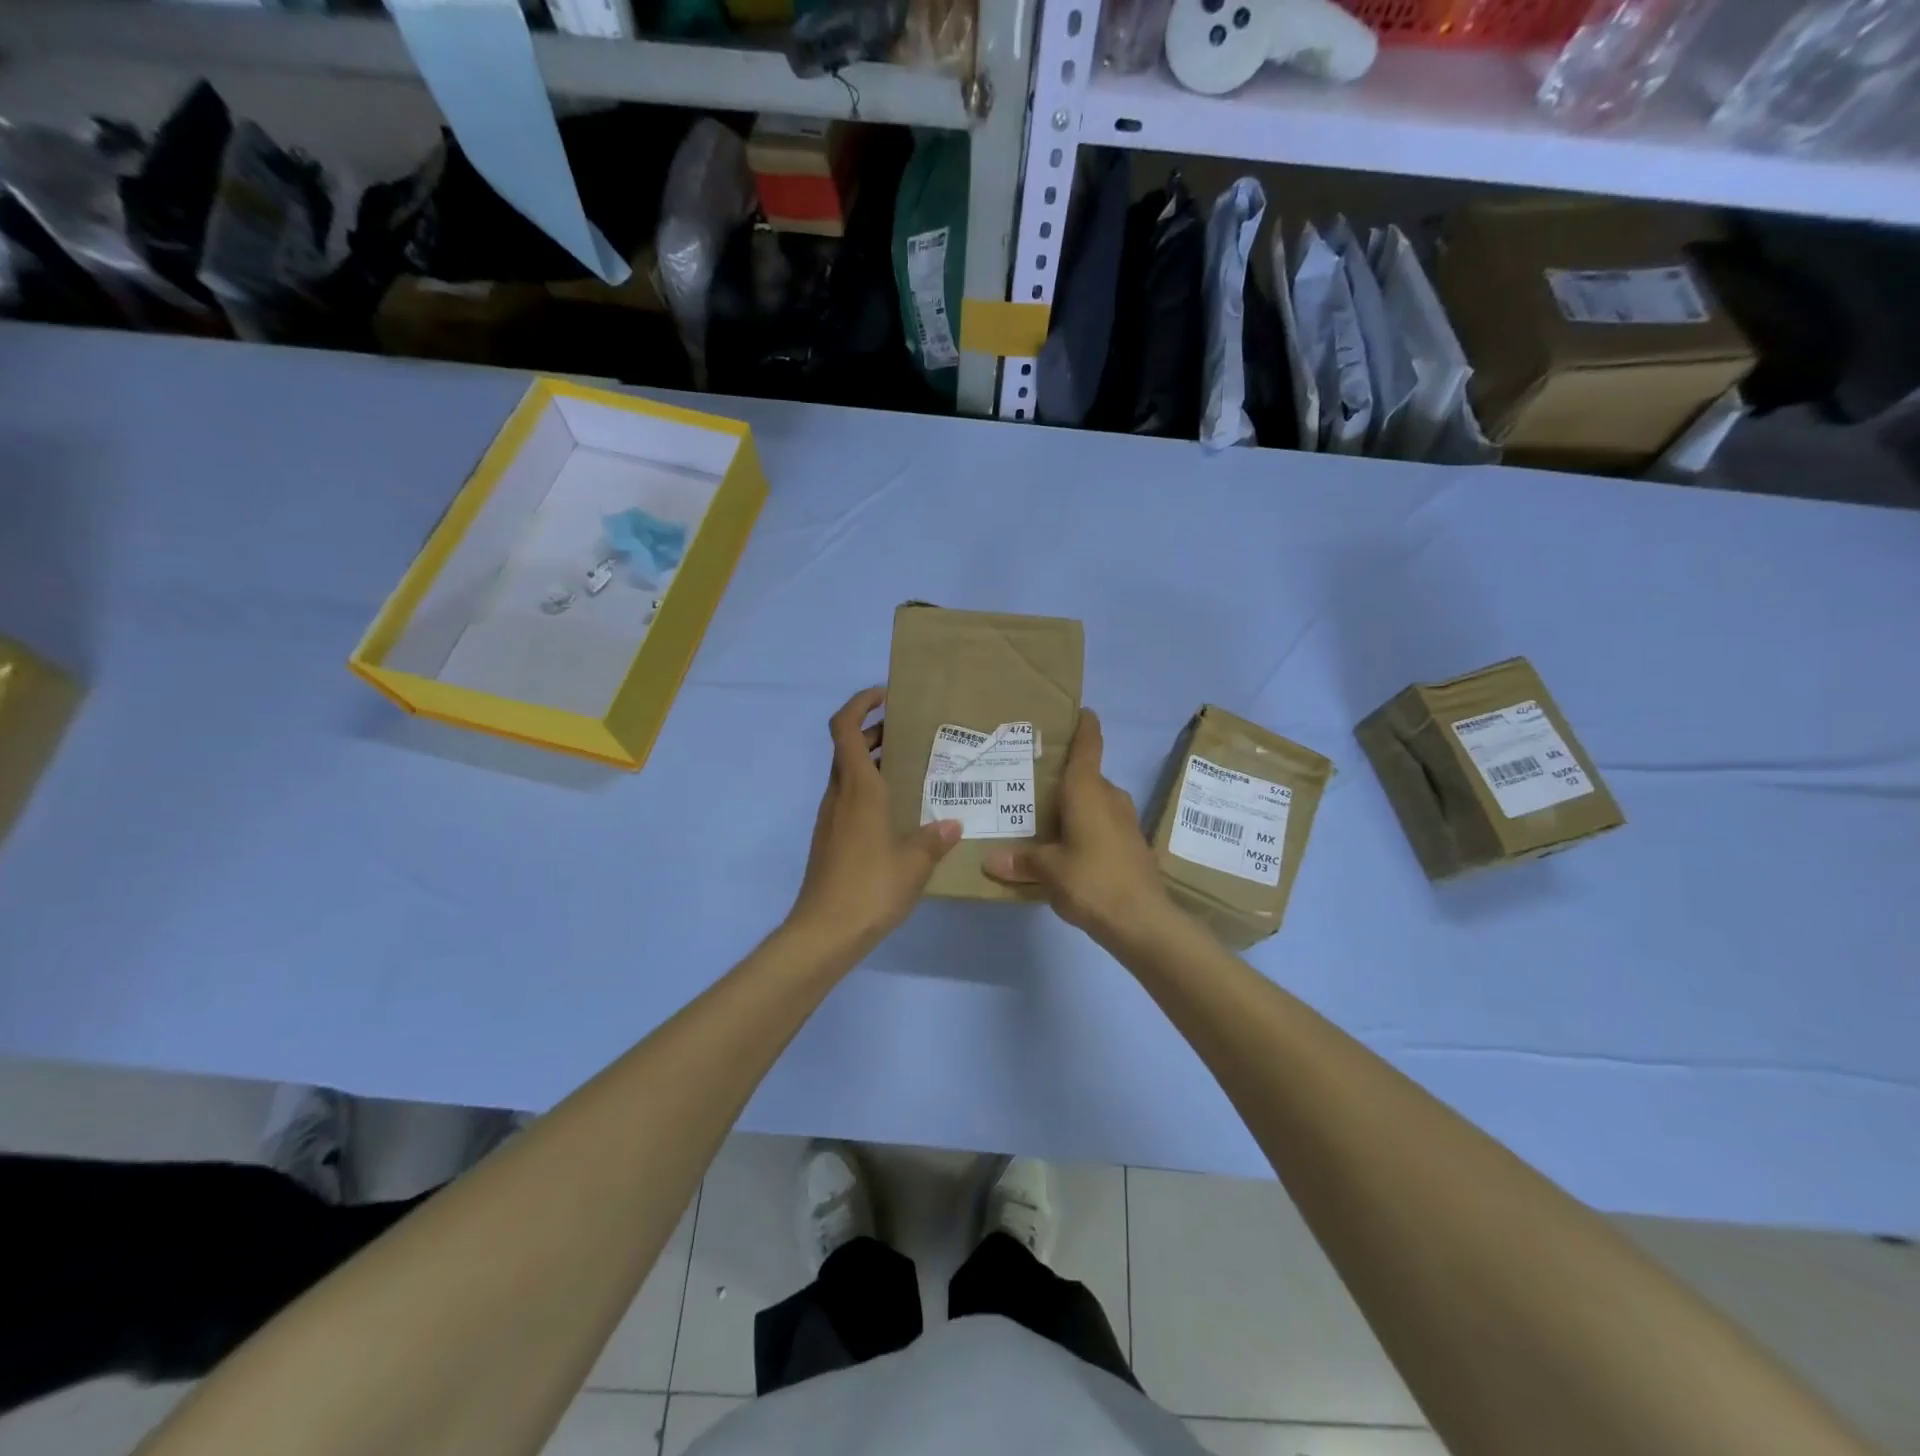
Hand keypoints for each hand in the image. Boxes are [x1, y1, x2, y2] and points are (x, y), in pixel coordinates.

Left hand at [786, 687, 961, 960]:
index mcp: (858, 789)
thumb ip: (934, 838)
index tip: (885, 696)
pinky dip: (869, 790)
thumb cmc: (870, 887)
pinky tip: (897, 811)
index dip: (860, 703)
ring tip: (910, 769)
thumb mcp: (914, 863)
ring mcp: (830, 818)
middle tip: (909, 733)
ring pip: (847, 774)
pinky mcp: (830, 839)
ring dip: (872, 761)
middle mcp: (839, 795)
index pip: (845, 728)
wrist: (824, 931)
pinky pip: (849, 799)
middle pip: (847, 748)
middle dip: (874, 732)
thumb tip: (953, 823)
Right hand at [982, 710, 1175, 948]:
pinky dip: (1086, 826)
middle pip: (1087, 776)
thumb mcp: (1049, 870)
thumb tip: (990, 860)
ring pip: (1096, 802)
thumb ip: (1022, 861)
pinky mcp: (1131, 844)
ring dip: (1075, 805)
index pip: (1088, 747)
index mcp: (1088, 791)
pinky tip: (1067, 846)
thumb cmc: (1092, 880)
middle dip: (1064, 777)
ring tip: (1044, 815)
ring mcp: (1125, 821)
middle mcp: (1109, 797)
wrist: (1143, 921)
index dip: (1085, 727)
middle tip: (1032, 780)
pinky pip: (1103, 823)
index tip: (1081, 712)